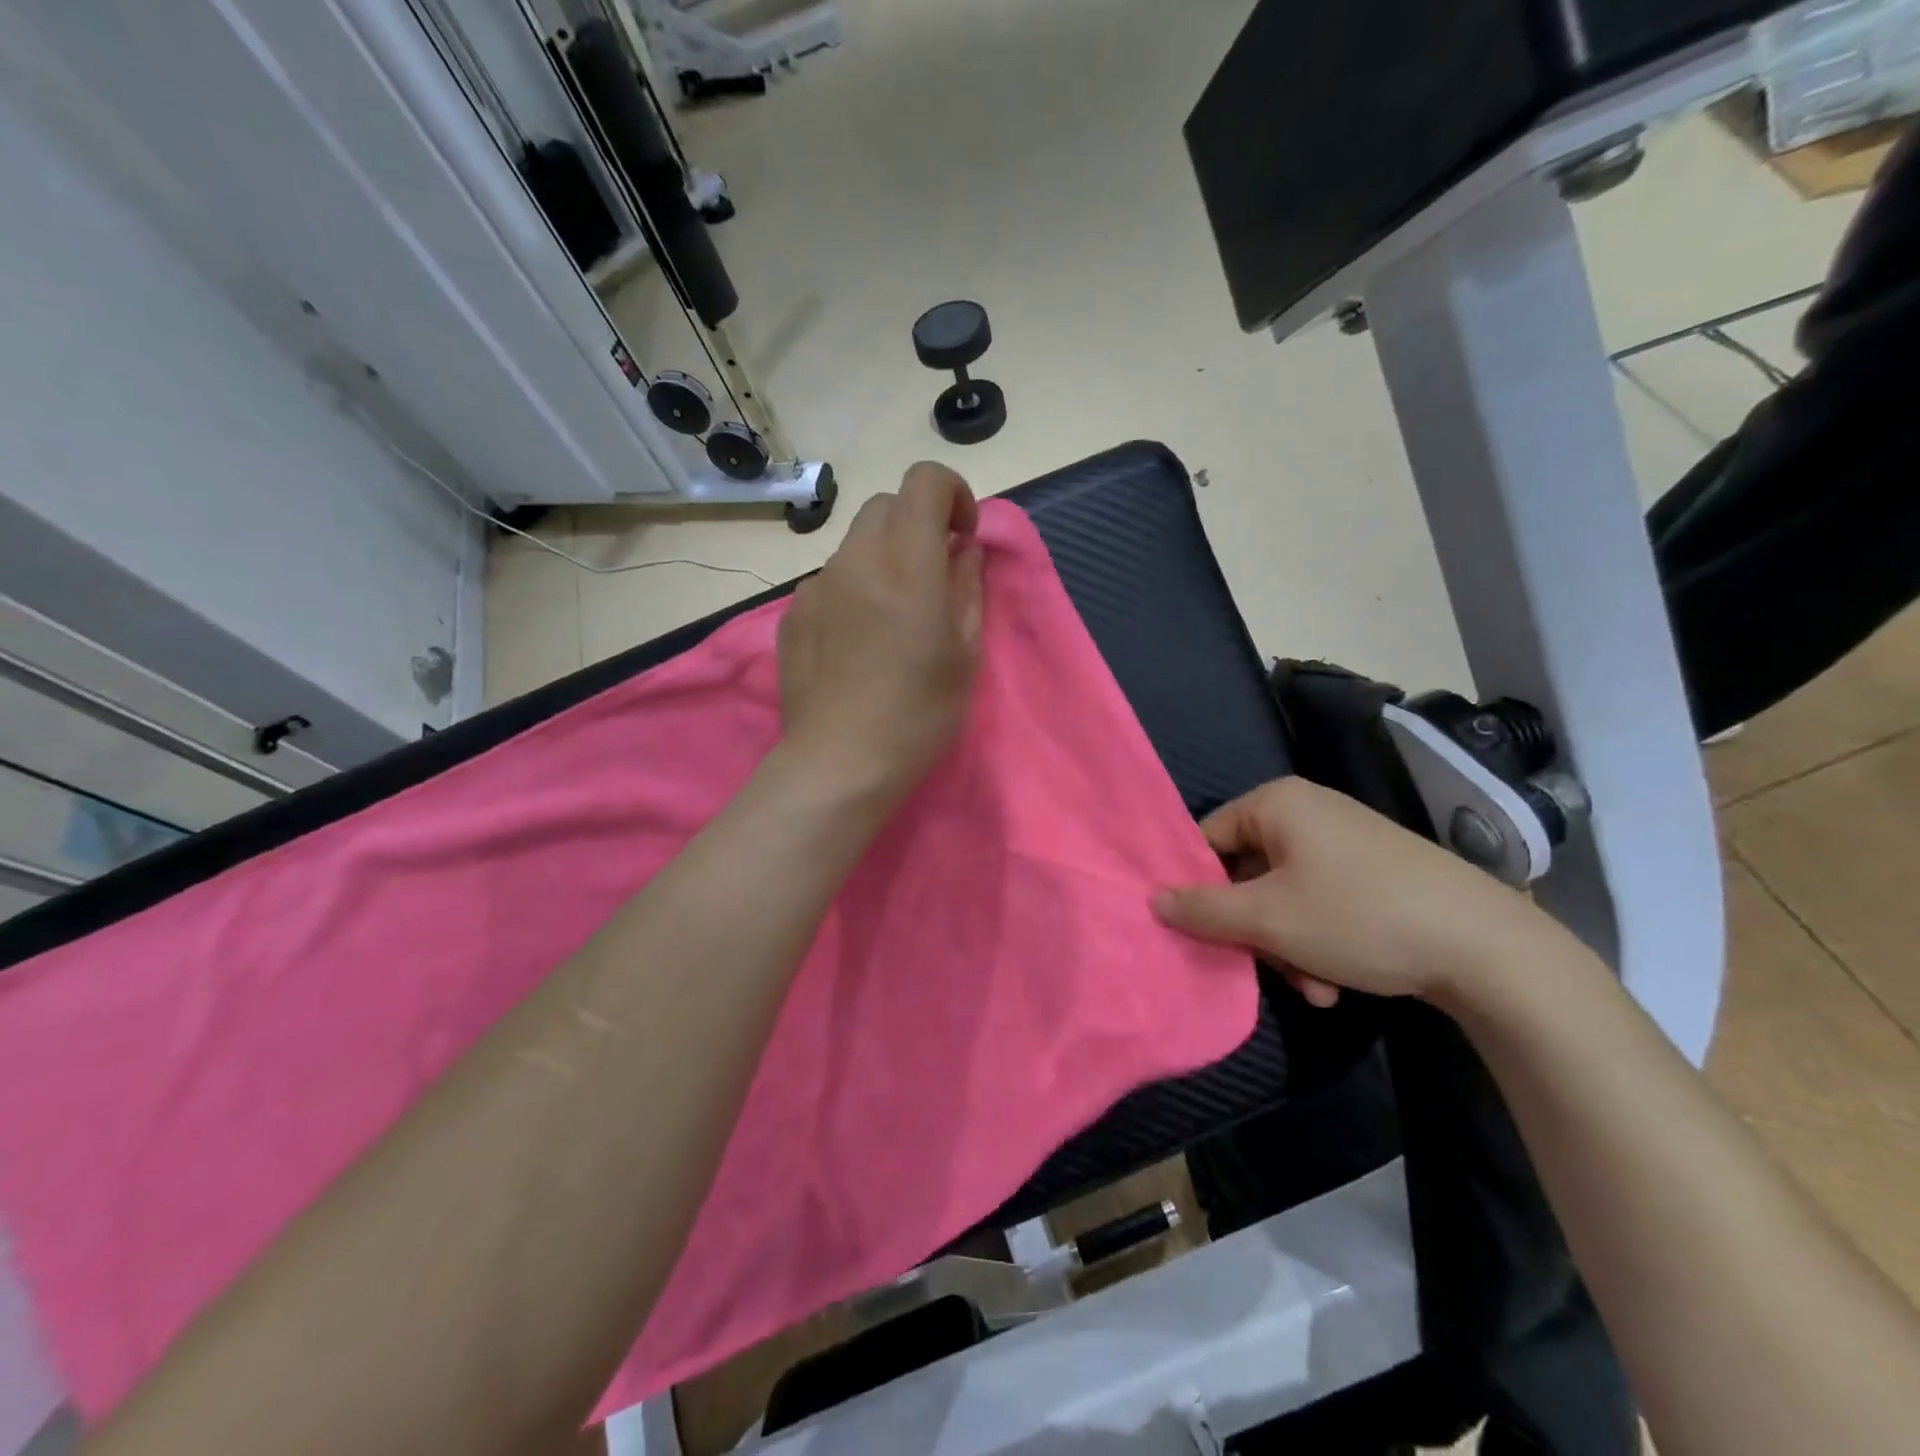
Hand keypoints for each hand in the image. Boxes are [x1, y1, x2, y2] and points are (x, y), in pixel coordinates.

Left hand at [777, 462, 984, 804]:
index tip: (962, 538)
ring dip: (883, 559)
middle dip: (916, 524)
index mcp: (906, 564)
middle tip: (933, 576)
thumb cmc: (918, 714)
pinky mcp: (792, 614)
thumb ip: (967, 588)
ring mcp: (816, 586)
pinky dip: (852, 590)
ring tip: (892, 619)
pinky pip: (829, 581)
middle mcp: (855, 560)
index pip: (924, 480)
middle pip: (885, 505)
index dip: (952, 494)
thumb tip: (962, 551)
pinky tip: (857, 643)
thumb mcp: (964, 654)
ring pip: (855, 544)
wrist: (839, 763)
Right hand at [1153, 777, 1554, 1008]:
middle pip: (1246, 872)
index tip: (1199, 931)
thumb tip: (1153, 899)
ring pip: (1283, 896)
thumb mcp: (1268, 919)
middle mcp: (1307, 812)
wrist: (1488, 948)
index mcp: (1277, 803)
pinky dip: (1317, 941)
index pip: (1207, 838)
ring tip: (1315, 987)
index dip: (1197, 886)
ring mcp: (1343, 841)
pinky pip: (1320, 902)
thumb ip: (1202, 909)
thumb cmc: (1359, 917)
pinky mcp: (1373, 872)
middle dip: (1254, 930)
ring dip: (1286, 946)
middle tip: (1269, 967)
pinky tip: (1336, 982)